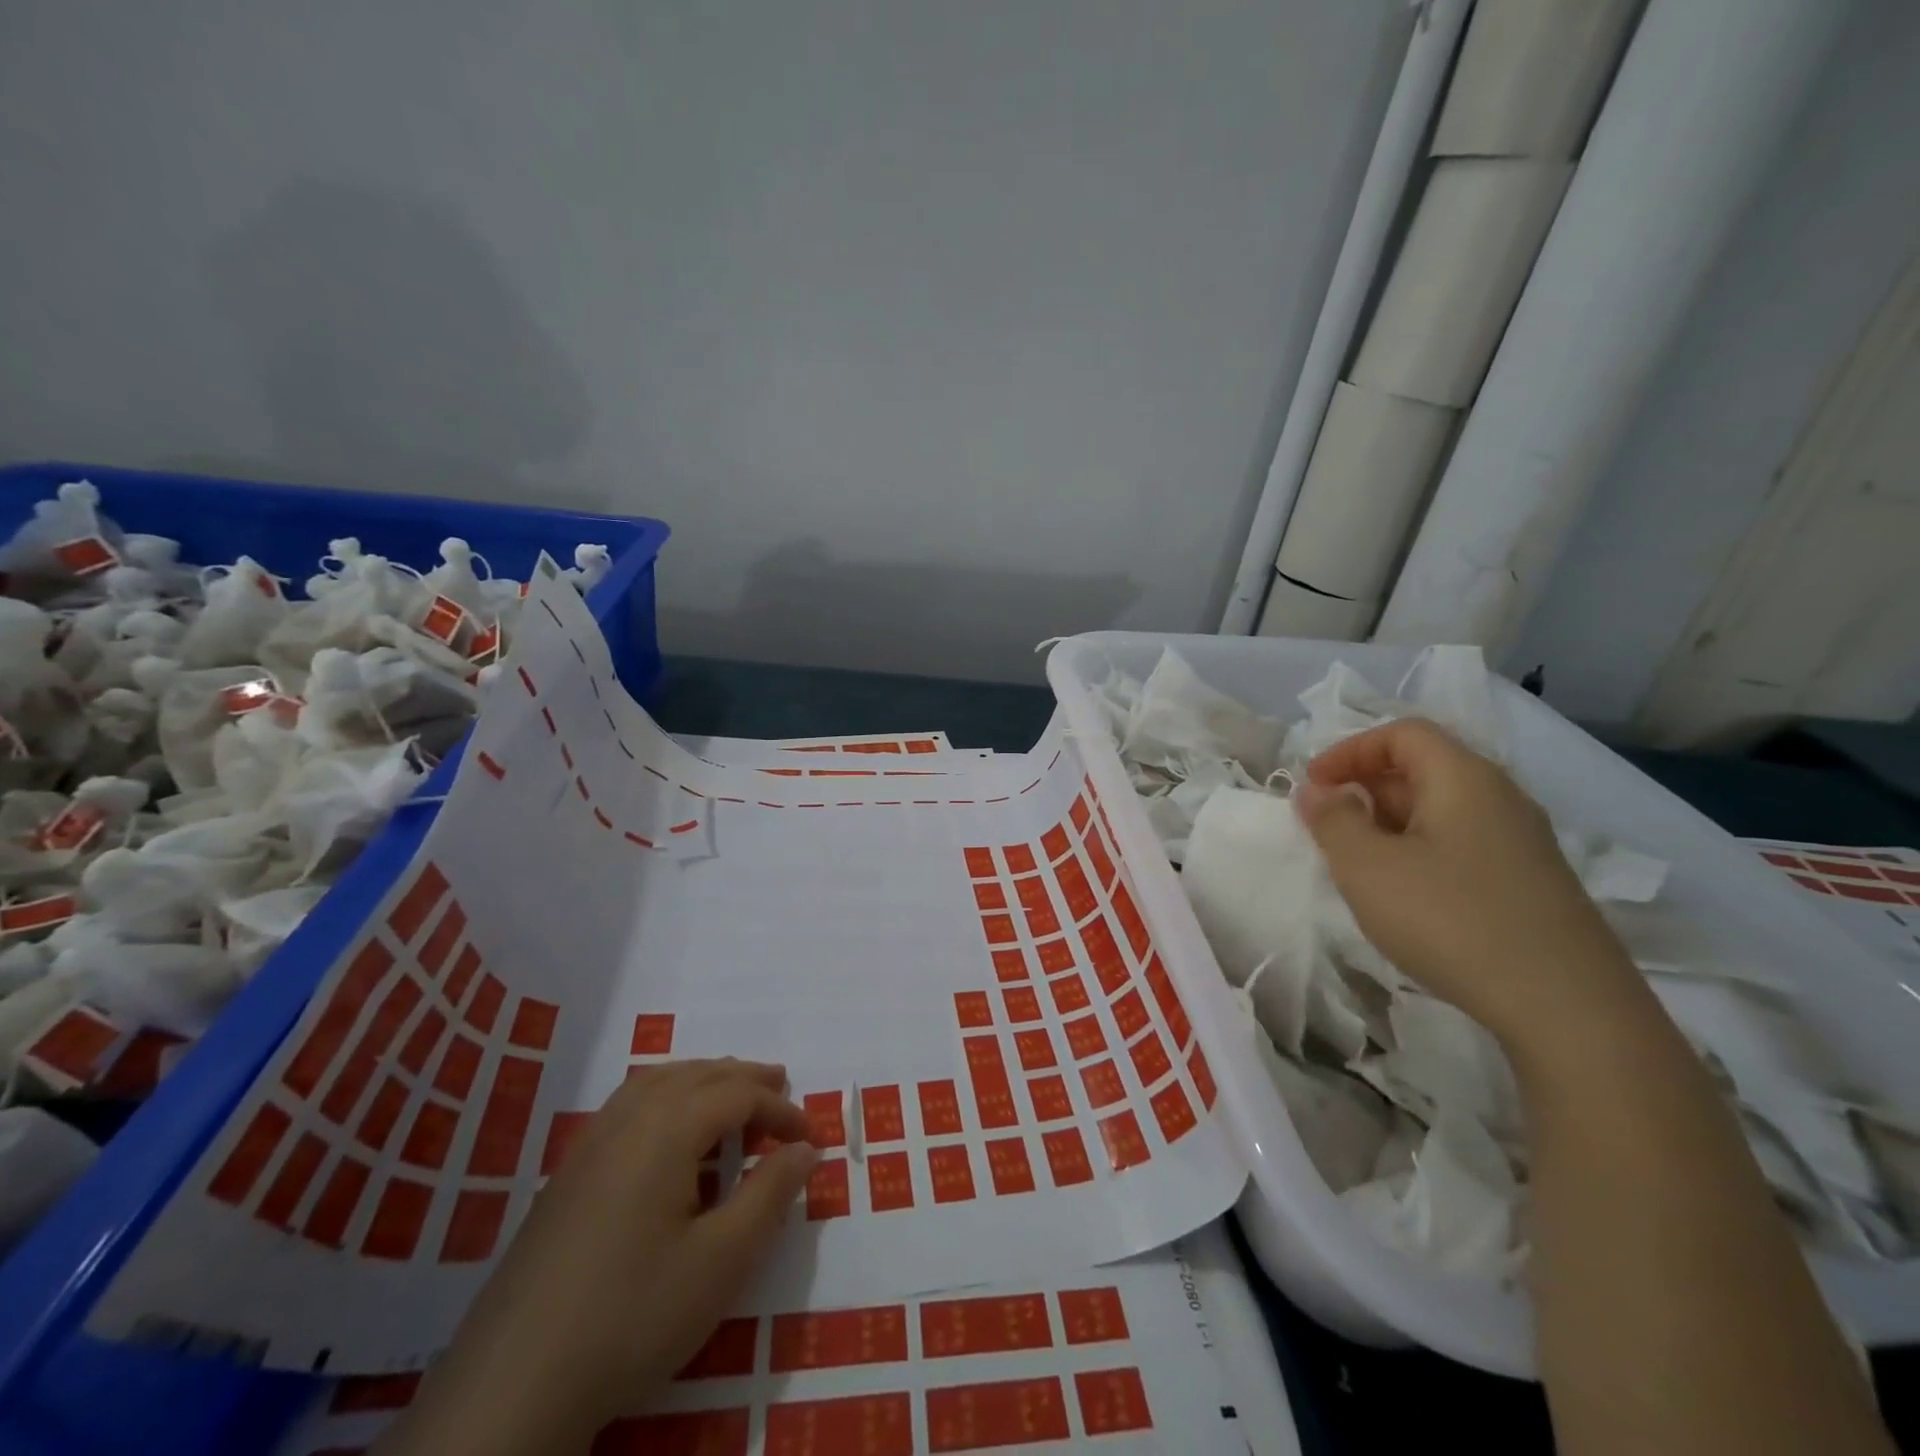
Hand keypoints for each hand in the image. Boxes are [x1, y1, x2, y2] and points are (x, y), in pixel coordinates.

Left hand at [376, 1059, 818, 1455]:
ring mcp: (590, 1144)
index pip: (737, 1096)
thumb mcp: (721, 1261)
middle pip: (697, 1075)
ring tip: (731, 1090)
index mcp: (667, 1129)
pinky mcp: (567, 1174)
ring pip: (657, 1081)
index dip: (780, 1110)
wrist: (512, 1386)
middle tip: (780, 1085)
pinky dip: (664, 1092)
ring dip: (702, 1077)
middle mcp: (628, 1119)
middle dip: (743, 1078)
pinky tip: (668, 1125)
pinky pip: (628, 1103)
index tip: (811, 1136)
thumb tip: (805, 1148)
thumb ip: (769, 1194)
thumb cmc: (632, 1315)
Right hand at [1292, 718, 1643, 1053]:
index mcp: (1464, 778)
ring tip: (1360, 866)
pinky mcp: (1530, 883)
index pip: (1402, 734)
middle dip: (1366, 789)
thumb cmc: (1451, 919)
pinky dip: (1420, 852)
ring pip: (1442, 810)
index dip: (1350, 750)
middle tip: (1329, 828)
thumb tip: (1316, 791)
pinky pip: (1461, 844)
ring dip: (1389, 825)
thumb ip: (1333, 821)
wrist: (1567, 1008)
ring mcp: (1522, 842)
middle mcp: (1500, 798)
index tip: (1313, 786)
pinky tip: (1407, 897)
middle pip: (1423, 768)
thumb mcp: (1368, 867)